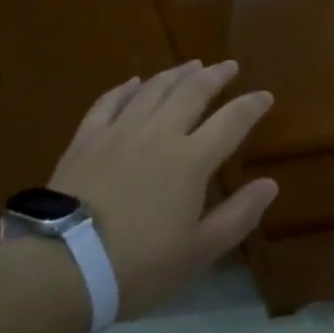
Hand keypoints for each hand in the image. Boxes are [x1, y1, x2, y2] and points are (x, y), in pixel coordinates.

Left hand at [48, 61, 277, 317]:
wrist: (63, 268)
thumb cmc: (138, 266)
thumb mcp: (199, 252)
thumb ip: (238, 216)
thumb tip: (270, 184)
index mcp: (190, 161)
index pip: (231, 122)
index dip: (251, 106)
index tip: (266, 95)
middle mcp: (159, 134)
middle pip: (192, 93)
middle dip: (215, 76)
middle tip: (229, 65)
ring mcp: (119, 132)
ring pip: (153, 90)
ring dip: (176, 74)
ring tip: (192, 64)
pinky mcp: (86, 140)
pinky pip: (109, 103)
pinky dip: (125, 89)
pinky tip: (134, 82)